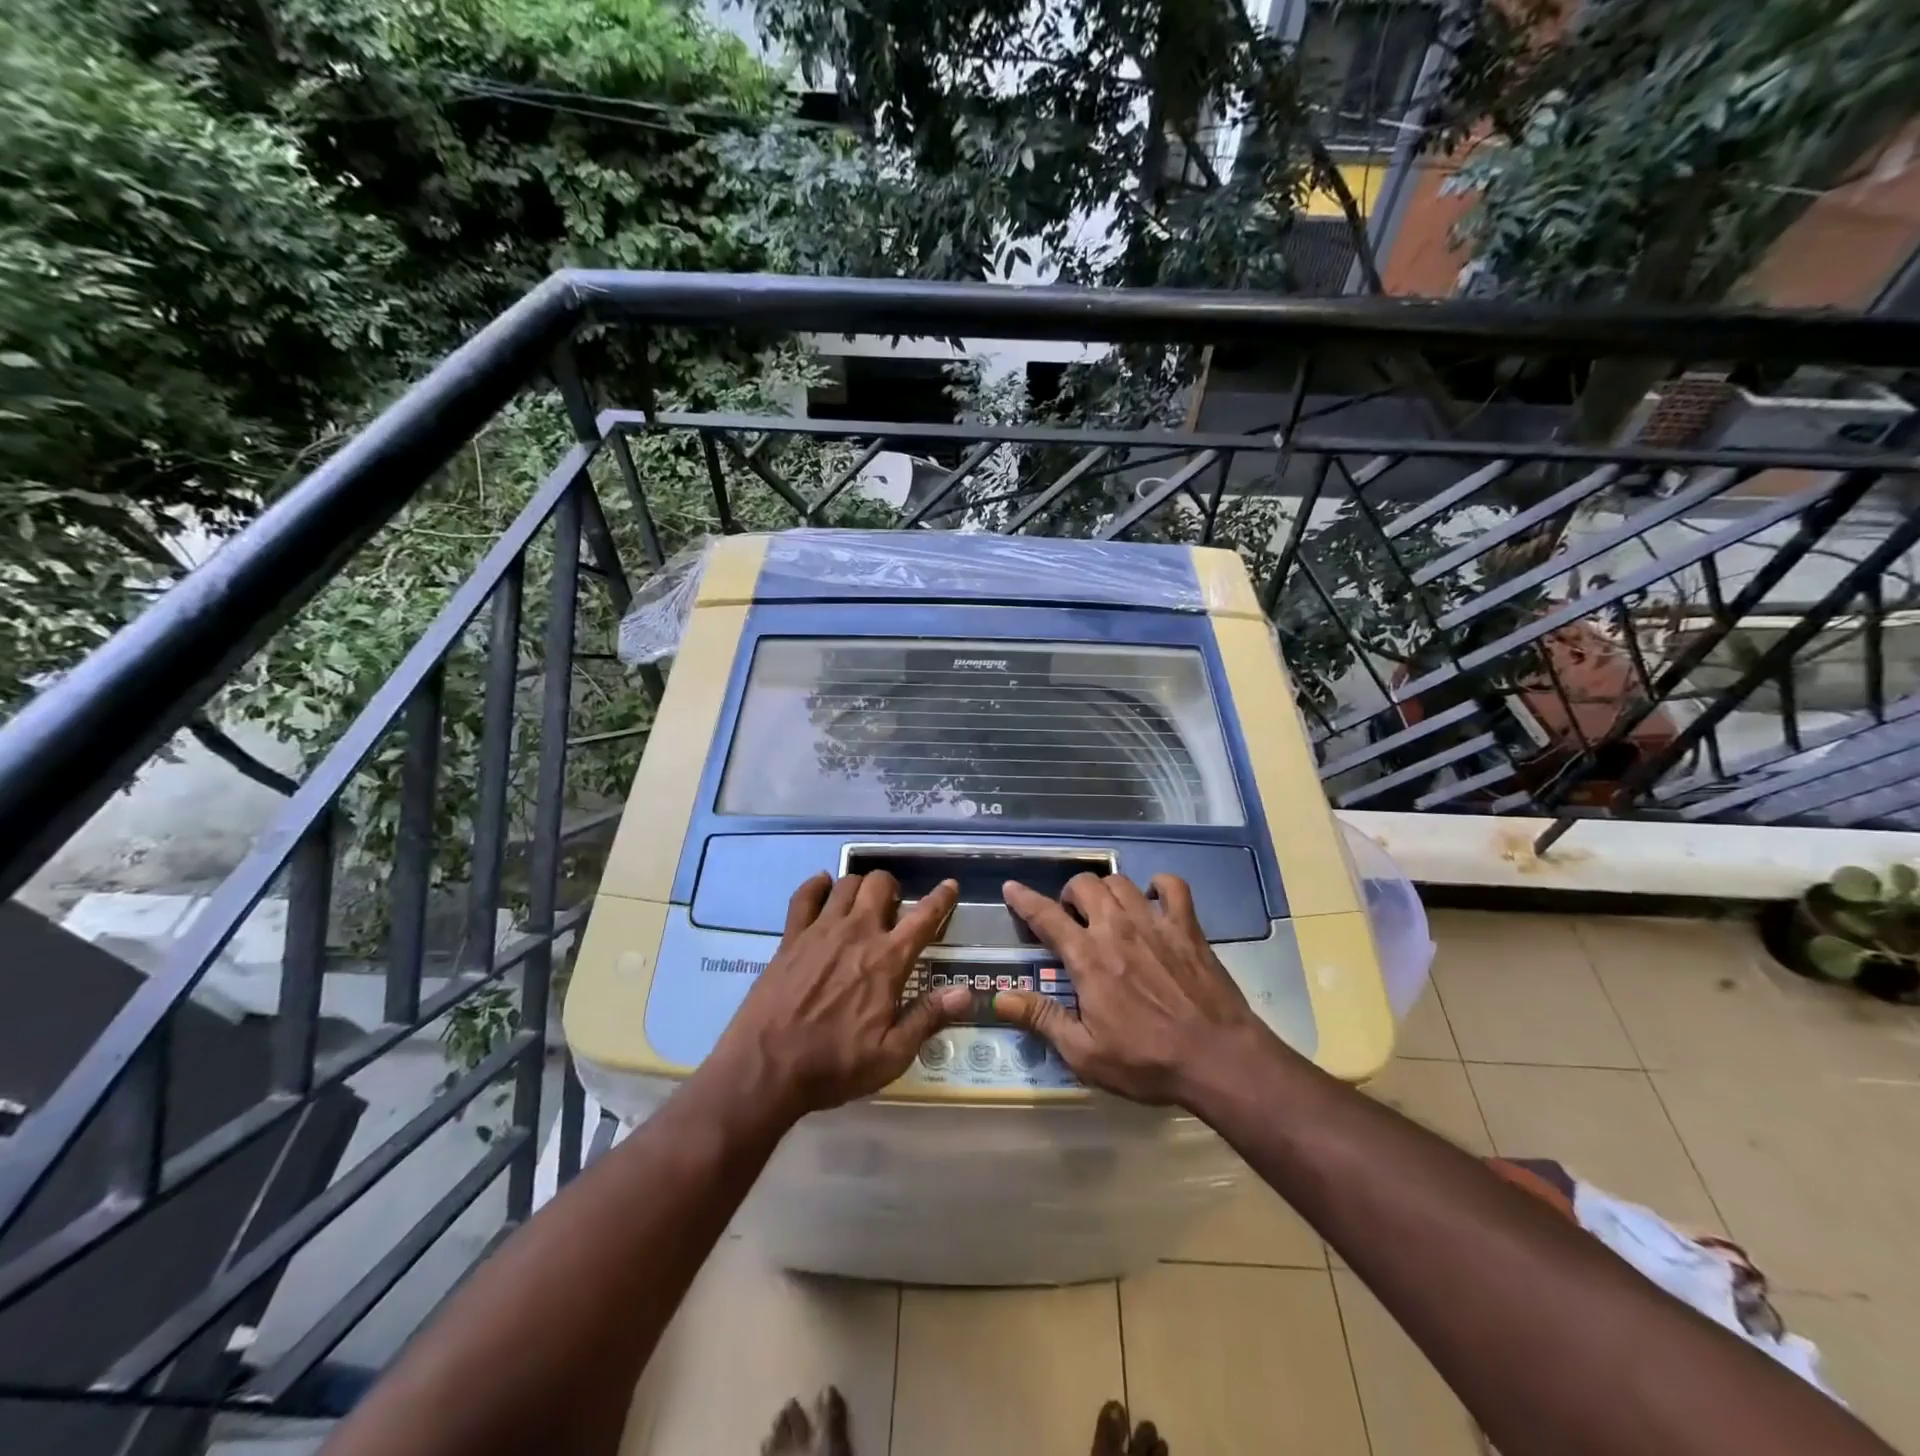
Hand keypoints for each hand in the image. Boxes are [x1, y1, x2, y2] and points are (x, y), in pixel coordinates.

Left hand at [706, 871, 968, 1120]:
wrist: (765, 1069)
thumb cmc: (834, 1065)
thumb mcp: (891, 1055)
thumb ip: (928, 1017)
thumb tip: (966, 992)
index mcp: (887, 960)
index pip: (923, 917)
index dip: (941, 899)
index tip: (949, 886)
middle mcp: (857, 933)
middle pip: (880, 884)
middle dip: (893, 888)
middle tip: (893, 910)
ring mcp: (820, 930)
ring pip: (846, 883)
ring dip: (860, 887)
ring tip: (861, 905)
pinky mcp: (790, 937)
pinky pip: (805, 895)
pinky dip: (817, 886)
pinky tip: (823, 890)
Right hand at [994, 873, 1277, 1105]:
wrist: (1218, 1058)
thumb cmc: (1146, 1061)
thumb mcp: (1084, 1053)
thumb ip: (1041, 1018)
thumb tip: (998, 998)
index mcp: (1088, 957)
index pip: (1046, 916)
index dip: (1024, 899)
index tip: (1011, 887)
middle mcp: (1117, 928)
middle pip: (1083, 885)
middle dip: (1069, 894)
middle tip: (1070, 917)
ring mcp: (1155, 922)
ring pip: (1120, 881)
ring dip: (1105, 890)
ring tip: (1106, 911)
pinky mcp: (1187, 927)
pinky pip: (1172, 885)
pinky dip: (1158, 885)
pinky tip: (1153, 899)